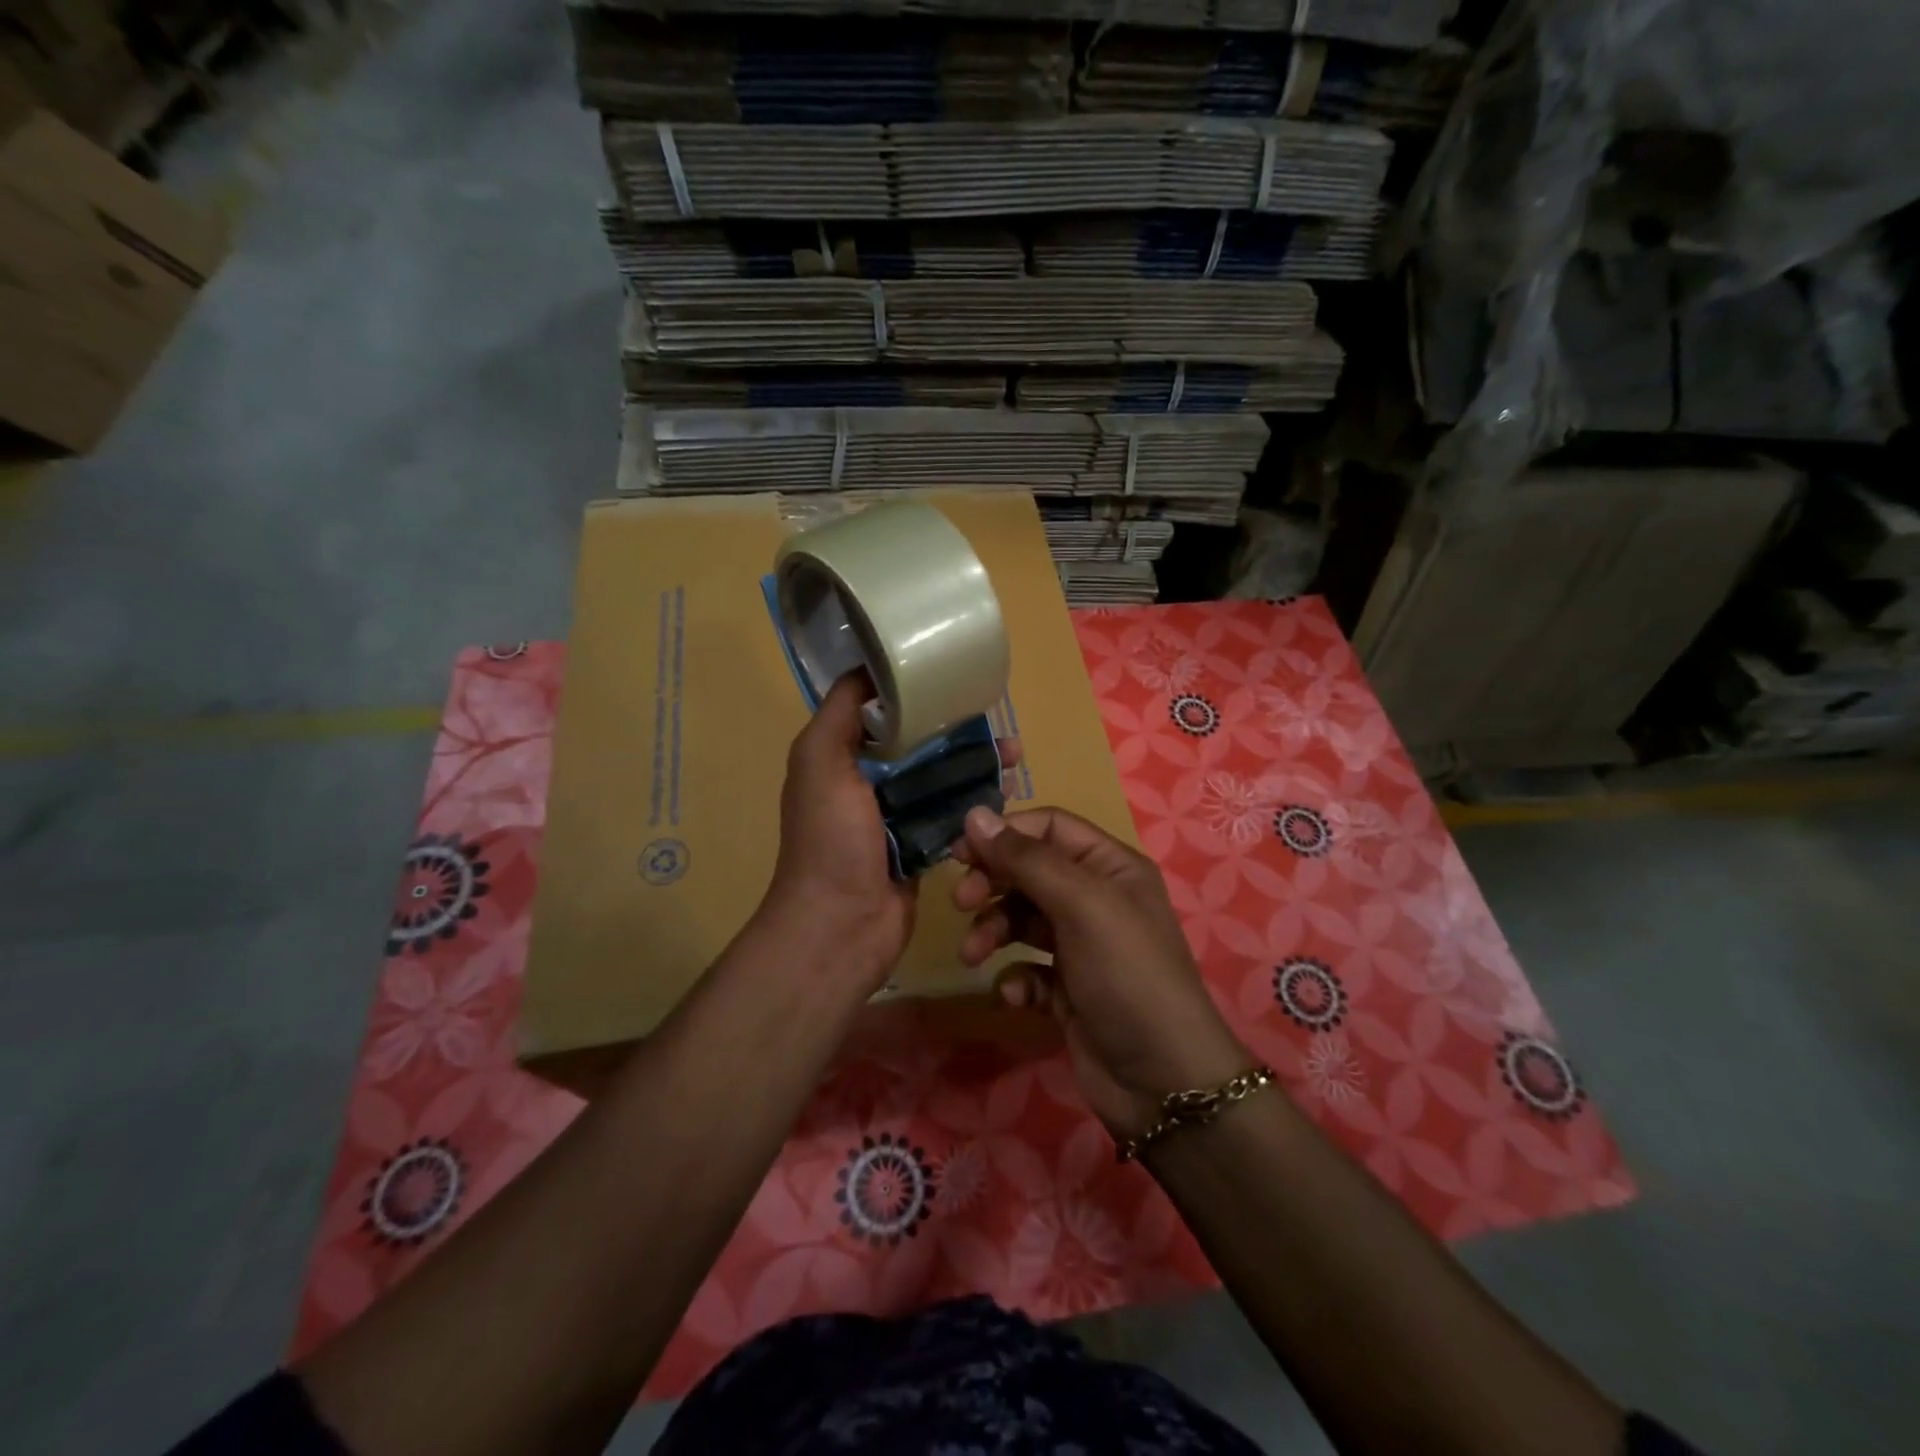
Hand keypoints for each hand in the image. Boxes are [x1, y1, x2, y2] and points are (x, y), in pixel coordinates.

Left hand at [764, 673, 1021, 997]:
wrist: (841, 926)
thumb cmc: (830, 839)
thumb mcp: (819, 760)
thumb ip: (840, 712)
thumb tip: (870, 667)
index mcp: (839, 758)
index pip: (880, 713)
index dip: (915, 694)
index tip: (953, 676)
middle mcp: (864, 783)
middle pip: (918, 744)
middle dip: (957, 729)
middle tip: (998, 719)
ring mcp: (895, 817)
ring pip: (940, 778)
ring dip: (975, 763)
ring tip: (1016, 753)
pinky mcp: (921, 846)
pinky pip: (952, 814)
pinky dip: (976, 800)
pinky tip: (1007, 789)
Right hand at [952, 807, 1249, 1137]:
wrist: (1162, 1081)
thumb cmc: (1126, 974)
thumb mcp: (1081, 904)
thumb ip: (1026, 859)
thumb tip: (974, 814)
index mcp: (1110, 866)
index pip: (1048, 826)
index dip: (1004, 833)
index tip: (960, 851)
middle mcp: (1095, 898)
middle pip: (1029, 870)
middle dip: (993, 883)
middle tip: (962, 903)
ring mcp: (1081, 945)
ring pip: (1021, 919)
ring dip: (993, 931)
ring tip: (973, 955)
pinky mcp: (1067, 988)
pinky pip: (1027, 967)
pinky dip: (1014, 976)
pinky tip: (1015, 995)